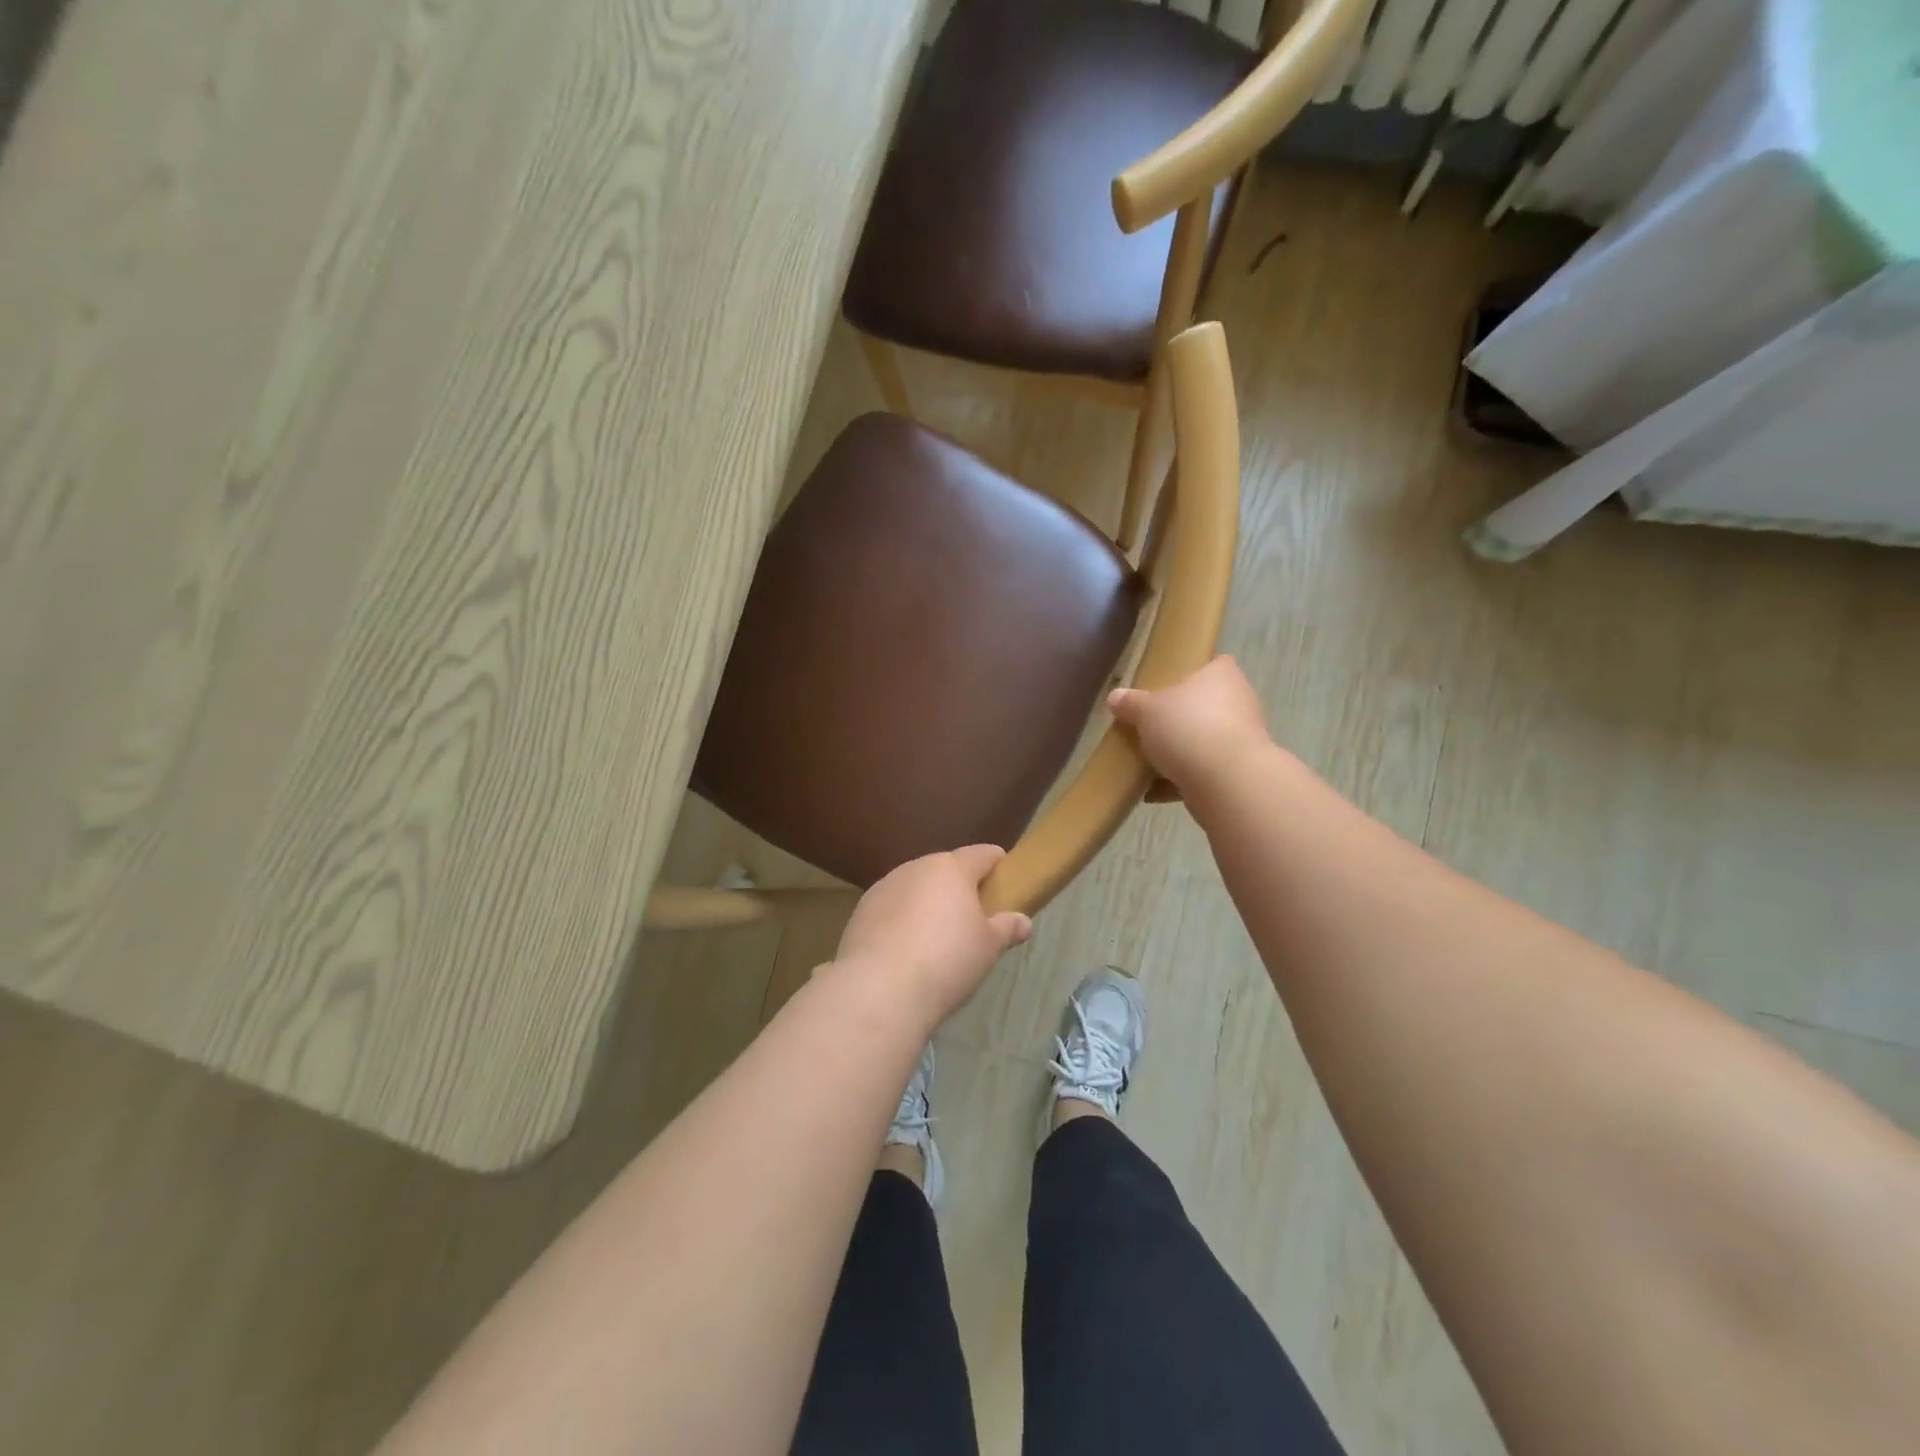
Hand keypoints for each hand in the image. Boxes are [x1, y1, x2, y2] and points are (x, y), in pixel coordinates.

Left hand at [832, 845, 1032, 1024]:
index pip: (982, 854)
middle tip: (975, 918)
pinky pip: (891, 909)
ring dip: (928, 904)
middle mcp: (915, 868)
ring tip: (937, 939)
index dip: (998, 864)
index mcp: (950, 868)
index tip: (1008, 880)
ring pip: (915, 888)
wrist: (879, 990)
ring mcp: (883, 888)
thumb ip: (1007, 928)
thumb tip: (1023, 922)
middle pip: (945, 870)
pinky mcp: (860, 912)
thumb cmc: (946, 960)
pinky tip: (907, 952)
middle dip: (961, 888)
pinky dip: (902, 922)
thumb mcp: (988, 948)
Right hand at [1108, 656, 1271, 801]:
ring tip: (1147, 762)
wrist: (1227, 782)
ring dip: (1182, 752)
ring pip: (1206, 740)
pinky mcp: (1239, 772)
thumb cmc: (1188, 728)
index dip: (1194, 672)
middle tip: (1151, 725)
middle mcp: (1240, 702)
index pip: (1214, 664)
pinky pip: (1204, 771)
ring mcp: (1243, 739)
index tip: (1169, 686)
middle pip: (1207, 705)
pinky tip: (1153, 791)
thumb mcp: (1146, 711)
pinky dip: (1182, 780)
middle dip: (1181, 717)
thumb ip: (1130, 703)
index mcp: (1222, 676)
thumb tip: (1114, 697)